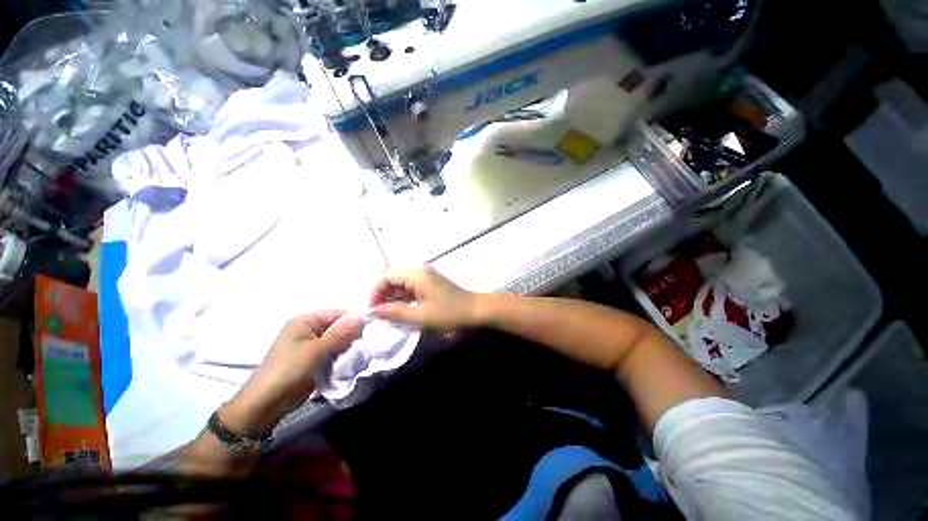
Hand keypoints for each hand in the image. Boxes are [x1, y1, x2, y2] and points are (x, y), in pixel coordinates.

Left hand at [221, 311, 363, 436]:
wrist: (265, 404)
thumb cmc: (289, 371)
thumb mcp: (317, 350)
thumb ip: (340, 333)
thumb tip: (362, 317)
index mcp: (306, 320)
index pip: (338, 313)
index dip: (355, 320)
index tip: (372, 329)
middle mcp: (308, 329)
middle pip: (338, 326)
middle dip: (352, 334)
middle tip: (366, 343)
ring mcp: (310, 345)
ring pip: (337, 340)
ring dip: (347, 346)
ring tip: (359, 353)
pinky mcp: (312, 359)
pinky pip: (332, 352)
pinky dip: (341, 355)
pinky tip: (350, 360)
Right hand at [371, 267, 477, 330]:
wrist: (475, 309)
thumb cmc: (449, 313)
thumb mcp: (421, 316)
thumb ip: (396, 313)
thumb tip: (373, 311)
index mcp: (417, 275)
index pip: (387, 276)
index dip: (376, 292)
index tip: (374, 309)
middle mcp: (420, 270)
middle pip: (393, 277)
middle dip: (383, 294)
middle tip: (381, 313)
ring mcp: (426, 275)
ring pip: (402, 282)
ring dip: (394, 296)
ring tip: (391, 314)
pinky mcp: (431, 281)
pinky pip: (411, 286)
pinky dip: (404, 296)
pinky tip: (404, 309)